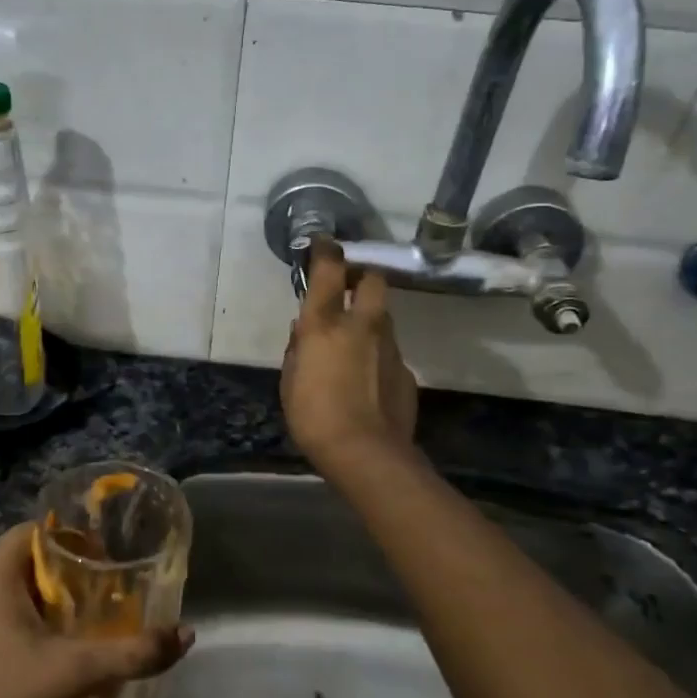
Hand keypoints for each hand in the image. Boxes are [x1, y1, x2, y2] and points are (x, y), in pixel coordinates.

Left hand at [0, 525, 191, 697]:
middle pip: (22, 555)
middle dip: (58, 574)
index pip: (42, 531)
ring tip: (67, 624)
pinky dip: (5, 611)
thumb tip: (186, 635)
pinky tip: (28, 644)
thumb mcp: (74, 673)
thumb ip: (132, 652)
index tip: (104, 572)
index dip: (77, 546)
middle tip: (93, 602)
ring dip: (32, 594)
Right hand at [282, 238, 418, 472]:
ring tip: (354, 342)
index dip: (326, 251)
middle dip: (361, 277)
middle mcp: (362, 325)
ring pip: (384, 316)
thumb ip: (297, 350)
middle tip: (347, 290)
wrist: (366, 453)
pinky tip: (368, 379)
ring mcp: (390, 346)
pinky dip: (378, 354)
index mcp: (325, 324)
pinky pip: (390, 350)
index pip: (329, 271)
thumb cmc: (314, 416)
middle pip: (372, 280)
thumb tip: (303, 331)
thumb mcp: (290, 381)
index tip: (323, 244)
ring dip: (369, 318)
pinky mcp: (406, 370)